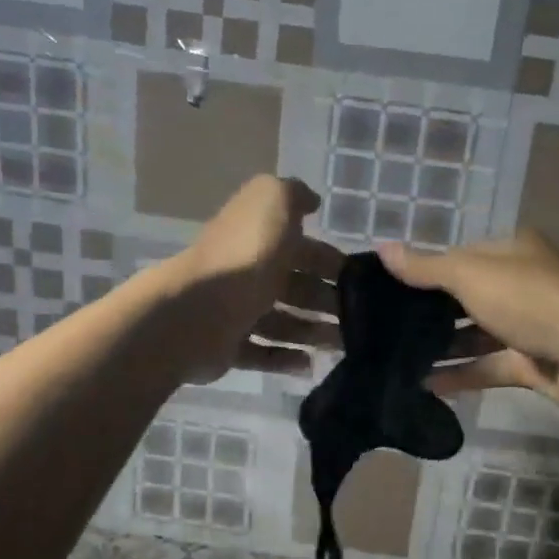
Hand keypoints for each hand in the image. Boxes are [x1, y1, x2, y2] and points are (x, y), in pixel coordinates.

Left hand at [172, 176, 343, 382]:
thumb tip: (311, 201)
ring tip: (340, 343)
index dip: (330, 259)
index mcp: (257, 238)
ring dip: (312, 331)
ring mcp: (234, 311)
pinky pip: (261, 353)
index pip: (301, 247)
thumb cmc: (244, 256)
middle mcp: (246, 272)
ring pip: (281, 321)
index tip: (361, 278)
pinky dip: (285, 358)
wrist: (197, 310)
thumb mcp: (273, 202)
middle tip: (359, 316)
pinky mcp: (228, 347)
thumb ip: (293, 194)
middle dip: (326, 299)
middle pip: (294, 286)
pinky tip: (309, 364)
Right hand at [378, 231, 558, 409]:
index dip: (426, 271)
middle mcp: (521, 284)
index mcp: (511, 253)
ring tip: (398, 359)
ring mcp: (528, 326)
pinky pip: (488, 367)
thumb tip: (381, 248)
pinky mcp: (531, 363)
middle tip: (387, 329)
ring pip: (476, 335)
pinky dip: (461, 375)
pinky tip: (425, 385)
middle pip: (466, 297)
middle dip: (430, 313)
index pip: (460, 258)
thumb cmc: (530, 299)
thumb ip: (426, 267)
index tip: (389, 290)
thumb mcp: (470, 275)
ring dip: (443, 347)